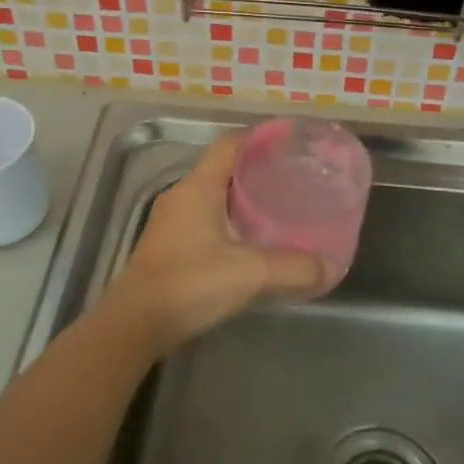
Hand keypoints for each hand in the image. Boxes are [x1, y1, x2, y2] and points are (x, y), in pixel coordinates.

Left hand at [106, 133, 324, 346]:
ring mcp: (171, 221)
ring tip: (277, 208)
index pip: (230, 145)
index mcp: (198, 187)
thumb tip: (329, 268)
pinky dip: (229, 221)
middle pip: (223, 169)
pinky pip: (204, 219)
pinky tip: (249, 242)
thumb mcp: (250, 275)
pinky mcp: (168, 245)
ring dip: (242, 199)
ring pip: (213, 196)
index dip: (260, 139)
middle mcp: (182, 196)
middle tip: (292, 178)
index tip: (290, 143)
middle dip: (257, 170)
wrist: (135, 324)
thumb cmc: (190, 284)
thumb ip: (293, 269)